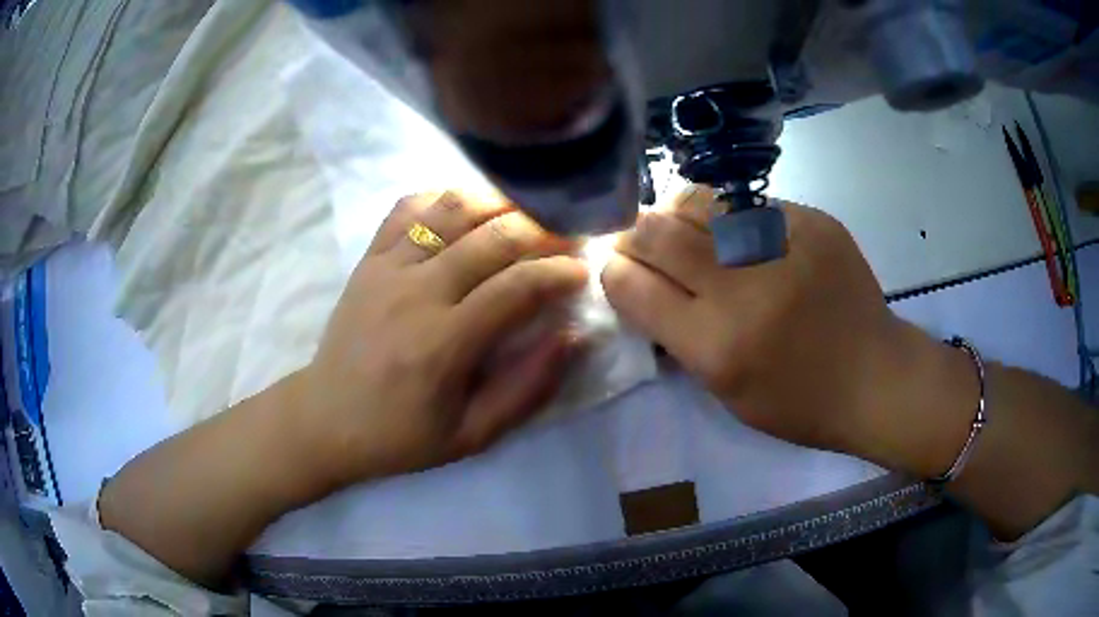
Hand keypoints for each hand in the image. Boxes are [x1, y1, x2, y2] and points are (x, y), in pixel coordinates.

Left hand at [297, 193, 588, 485]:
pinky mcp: (369, 258)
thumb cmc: (400, 435)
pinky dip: (445, 197)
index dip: (559, 272)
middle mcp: (415, 292)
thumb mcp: (472, 435)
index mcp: (442, 343)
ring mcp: (387, 267)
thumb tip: (572, 337)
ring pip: (452, 208)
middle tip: (565, 238)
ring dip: (498, 203)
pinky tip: (467, 210)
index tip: (582, 271)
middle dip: (541, 229)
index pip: (517, 286)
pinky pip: (408, 206)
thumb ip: (527, 389)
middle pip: (492, 236)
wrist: (326, 418)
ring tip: (524, 215)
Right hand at [601, 187, 914, 458]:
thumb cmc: (799, 403)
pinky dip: (726, 215)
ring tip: (676, 225)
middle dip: (633, 233)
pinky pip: (748, 204)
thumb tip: (643, 287)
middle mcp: (744, 290)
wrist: (876, 376)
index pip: (635, 288)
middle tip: (634, 236)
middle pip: (659, 235)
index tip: (613, 266)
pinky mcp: (812, 221)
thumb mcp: (727, 393)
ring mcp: (782, 246)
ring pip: (699, 204)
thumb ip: (680, 337)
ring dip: (675, 213)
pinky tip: (731, 229)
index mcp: (717, 346)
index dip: (614, 271)